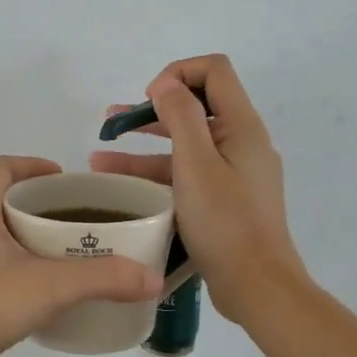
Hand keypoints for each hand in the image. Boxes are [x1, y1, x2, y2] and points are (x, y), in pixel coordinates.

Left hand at [0, 156, 163, 356]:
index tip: (64, 179)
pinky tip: (27, 290)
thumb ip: (102, 279)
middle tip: (69, 221)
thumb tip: (152, 279)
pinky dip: (3, 264)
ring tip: (54, 254)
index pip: (4, 167)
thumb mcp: (50, 287)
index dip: (35, 166)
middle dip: (33, 205)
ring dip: (17, 236)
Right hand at [91, 55, 307, 322]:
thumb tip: (165, 83)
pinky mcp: (224, 199)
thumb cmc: (225, 223)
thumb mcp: (196, 165)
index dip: (177, 73)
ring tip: (99, 158)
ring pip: (186, 145)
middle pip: (196, 106)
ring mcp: (234, 172)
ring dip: (145, 146)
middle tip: (112, 122)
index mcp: (242, 126)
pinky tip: (123, 186)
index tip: (148, 100)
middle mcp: (242, 142)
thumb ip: (180, 117)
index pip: (213, 70)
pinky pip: (188, 174)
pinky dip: (157, 174)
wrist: (257, 285)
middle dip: (152, 109)